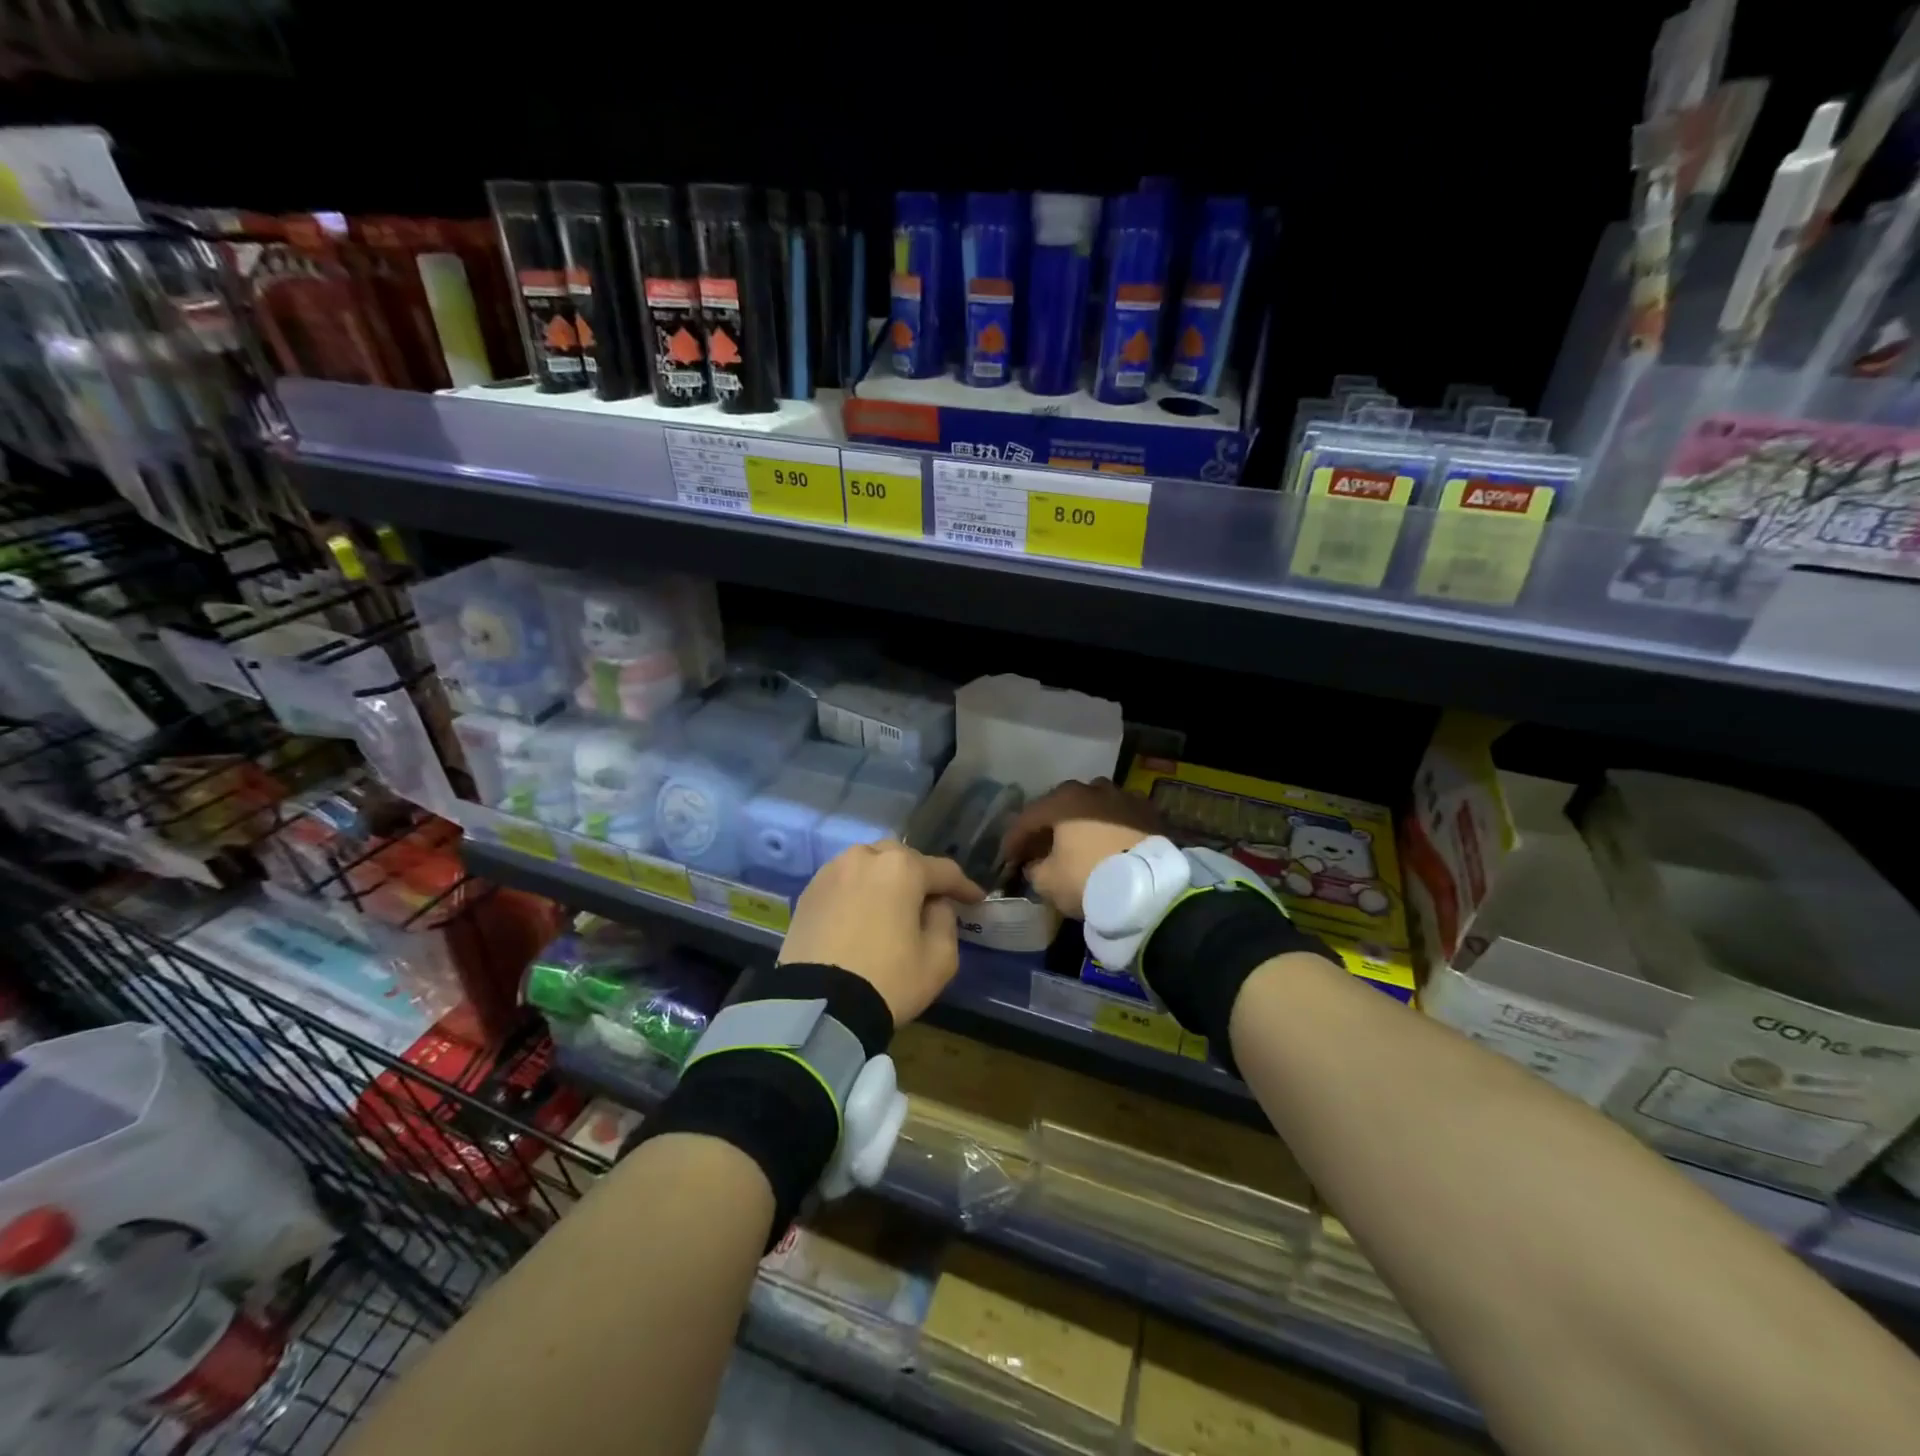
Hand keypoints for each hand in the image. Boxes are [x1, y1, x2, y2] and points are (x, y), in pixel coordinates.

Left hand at [778, 841, 984, 1026]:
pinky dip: (858, 891)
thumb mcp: (939, 959)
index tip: (976, 900)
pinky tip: (862, 913)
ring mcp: (832, 871)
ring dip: (885, 879)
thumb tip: (935, 905)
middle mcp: (865, 857)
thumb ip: (946, 921)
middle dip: (920, 876)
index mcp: (901, 868)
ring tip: (893, 904)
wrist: (818, 1006)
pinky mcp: (808, 892)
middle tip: (931, 900)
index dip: (964, 887)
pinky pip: (844, 881)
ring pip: (869, 864)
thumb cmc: (888, 980)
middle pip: (902, 859)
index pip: (943, 871)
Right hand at [999, 778, 1162, 918]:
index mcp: (1062, 801)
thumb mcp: (1048, 881)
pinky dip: (1110, 826)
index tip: (1008, 858)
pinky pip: (1121, 816)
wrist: (1148, 887)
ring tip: (1077, 841)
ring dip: (1082, 821)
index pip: (1028, 818)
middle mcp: (1091, 789)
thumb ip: (1034, 869)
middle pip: (1061, 806)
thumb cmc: (1088, 879)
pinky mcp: (1148, 811)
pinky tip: (1108, 841)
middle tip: (1040, 846)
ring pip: (1093, 805)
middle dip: (1048, 826)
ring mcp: (1123, 796)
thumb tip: (1035, 863)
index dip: (1014, 839)